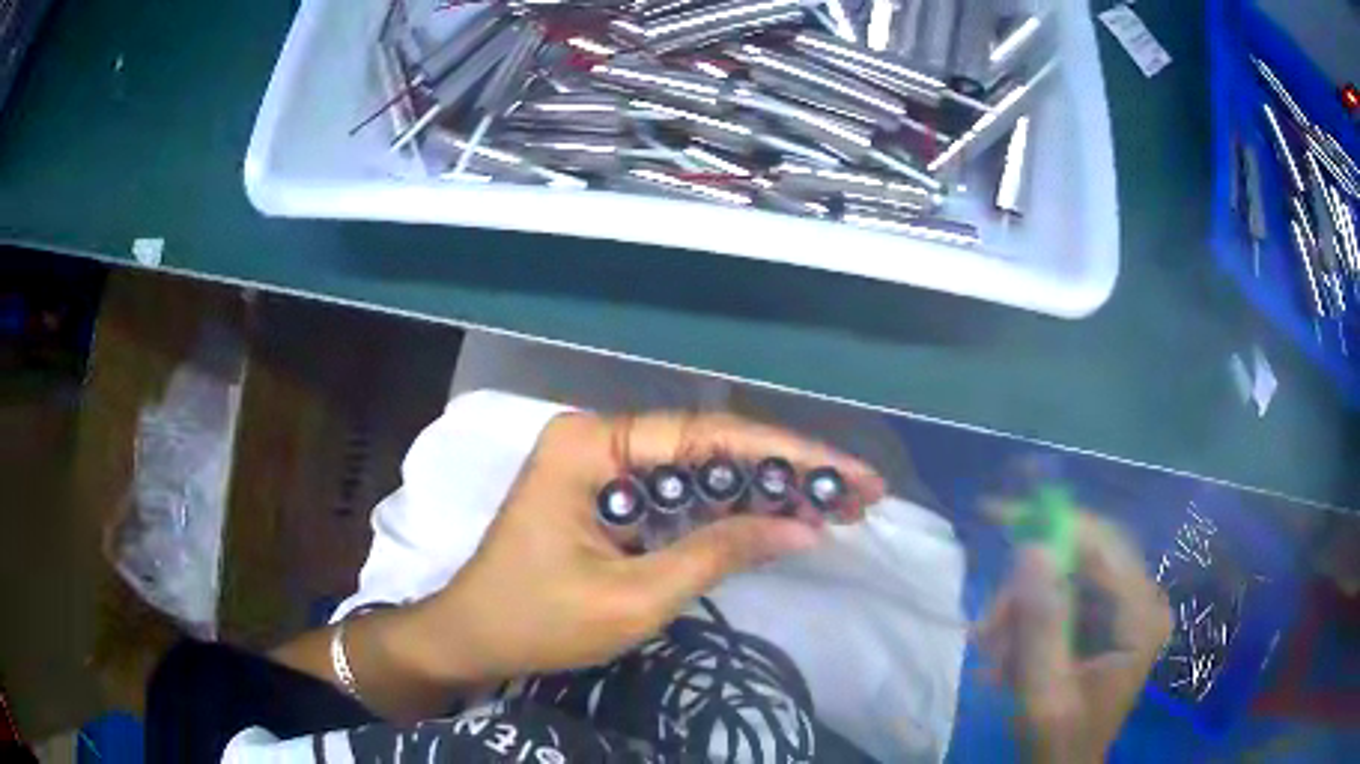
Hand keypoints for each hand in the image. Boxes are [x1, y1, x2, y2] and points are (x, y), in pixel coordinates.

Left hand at [421, 411, 884, 685]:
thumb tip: (803, 528)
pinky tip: (777, 519)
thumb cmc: (537, 621)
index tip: (848, 474)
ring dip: (765, 488)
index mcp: (592, 444)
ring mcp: (601, 463)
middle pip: (709, 445)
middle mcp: (599, 437)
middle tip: (857, 492)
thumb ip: (717, 554)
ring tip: (835, 505)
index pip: (707, 436)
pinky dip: (728, 509)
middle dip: (786, 469)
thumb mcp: (632, 598)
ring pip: (700, 468)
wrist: (472, 638)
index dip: (787, 454)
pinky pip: (678, 492)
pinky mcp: (607, 492)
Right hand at [978, 513, 1170, 763]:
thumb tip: (1032, 549)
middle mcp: (1141, 602)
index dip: (1053, 524)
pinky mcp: (1107, 621)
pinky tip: (1006, 656)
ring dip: (1022, 610)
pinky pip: (1064, 599)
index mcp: (1141, 617)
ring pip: (1066, 579)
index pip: (1102, 545)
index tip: (998, 515)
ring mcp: (1125, 610)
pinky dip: (1029, 622)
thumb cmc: (1058, 743)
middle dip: (1027, 586)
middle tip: (986, 625)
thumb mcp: (1044, 695)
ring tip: (991, 652)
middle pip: (1082, 559)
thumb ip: (1042, 626)